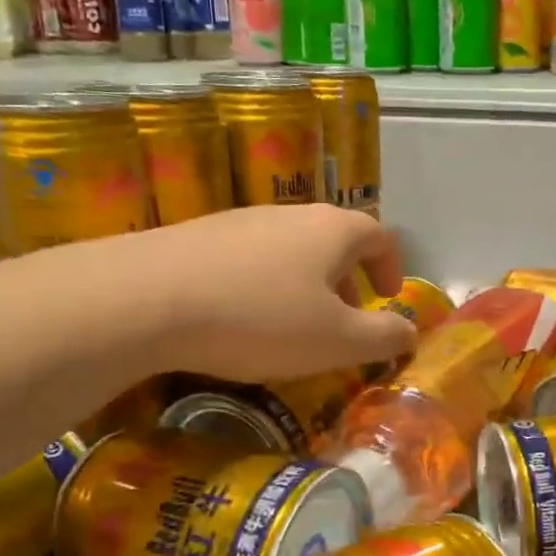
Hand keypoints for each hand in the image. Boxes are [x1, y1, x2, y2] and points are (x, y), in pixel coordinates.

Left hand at [78, 205, 418, 381]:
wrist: (144, 298)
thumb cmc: (259, 318)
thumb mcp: (336, 341)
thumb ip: (384, 337)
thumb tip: (410, 331)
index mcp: (332, 230)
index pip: (379, 236)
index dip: (391, 268)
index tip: (387, 299)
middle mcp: (291, 214)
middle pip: (333, 240)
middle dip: (347, 280)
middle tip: (342, 321)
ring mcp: (241, 220)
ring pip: (290, 249)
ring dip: (304, 284)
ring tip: (291, 326)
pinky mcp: (198, 235)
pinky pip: (248, 258)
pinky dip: (261, 285)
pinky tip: (239, 319)